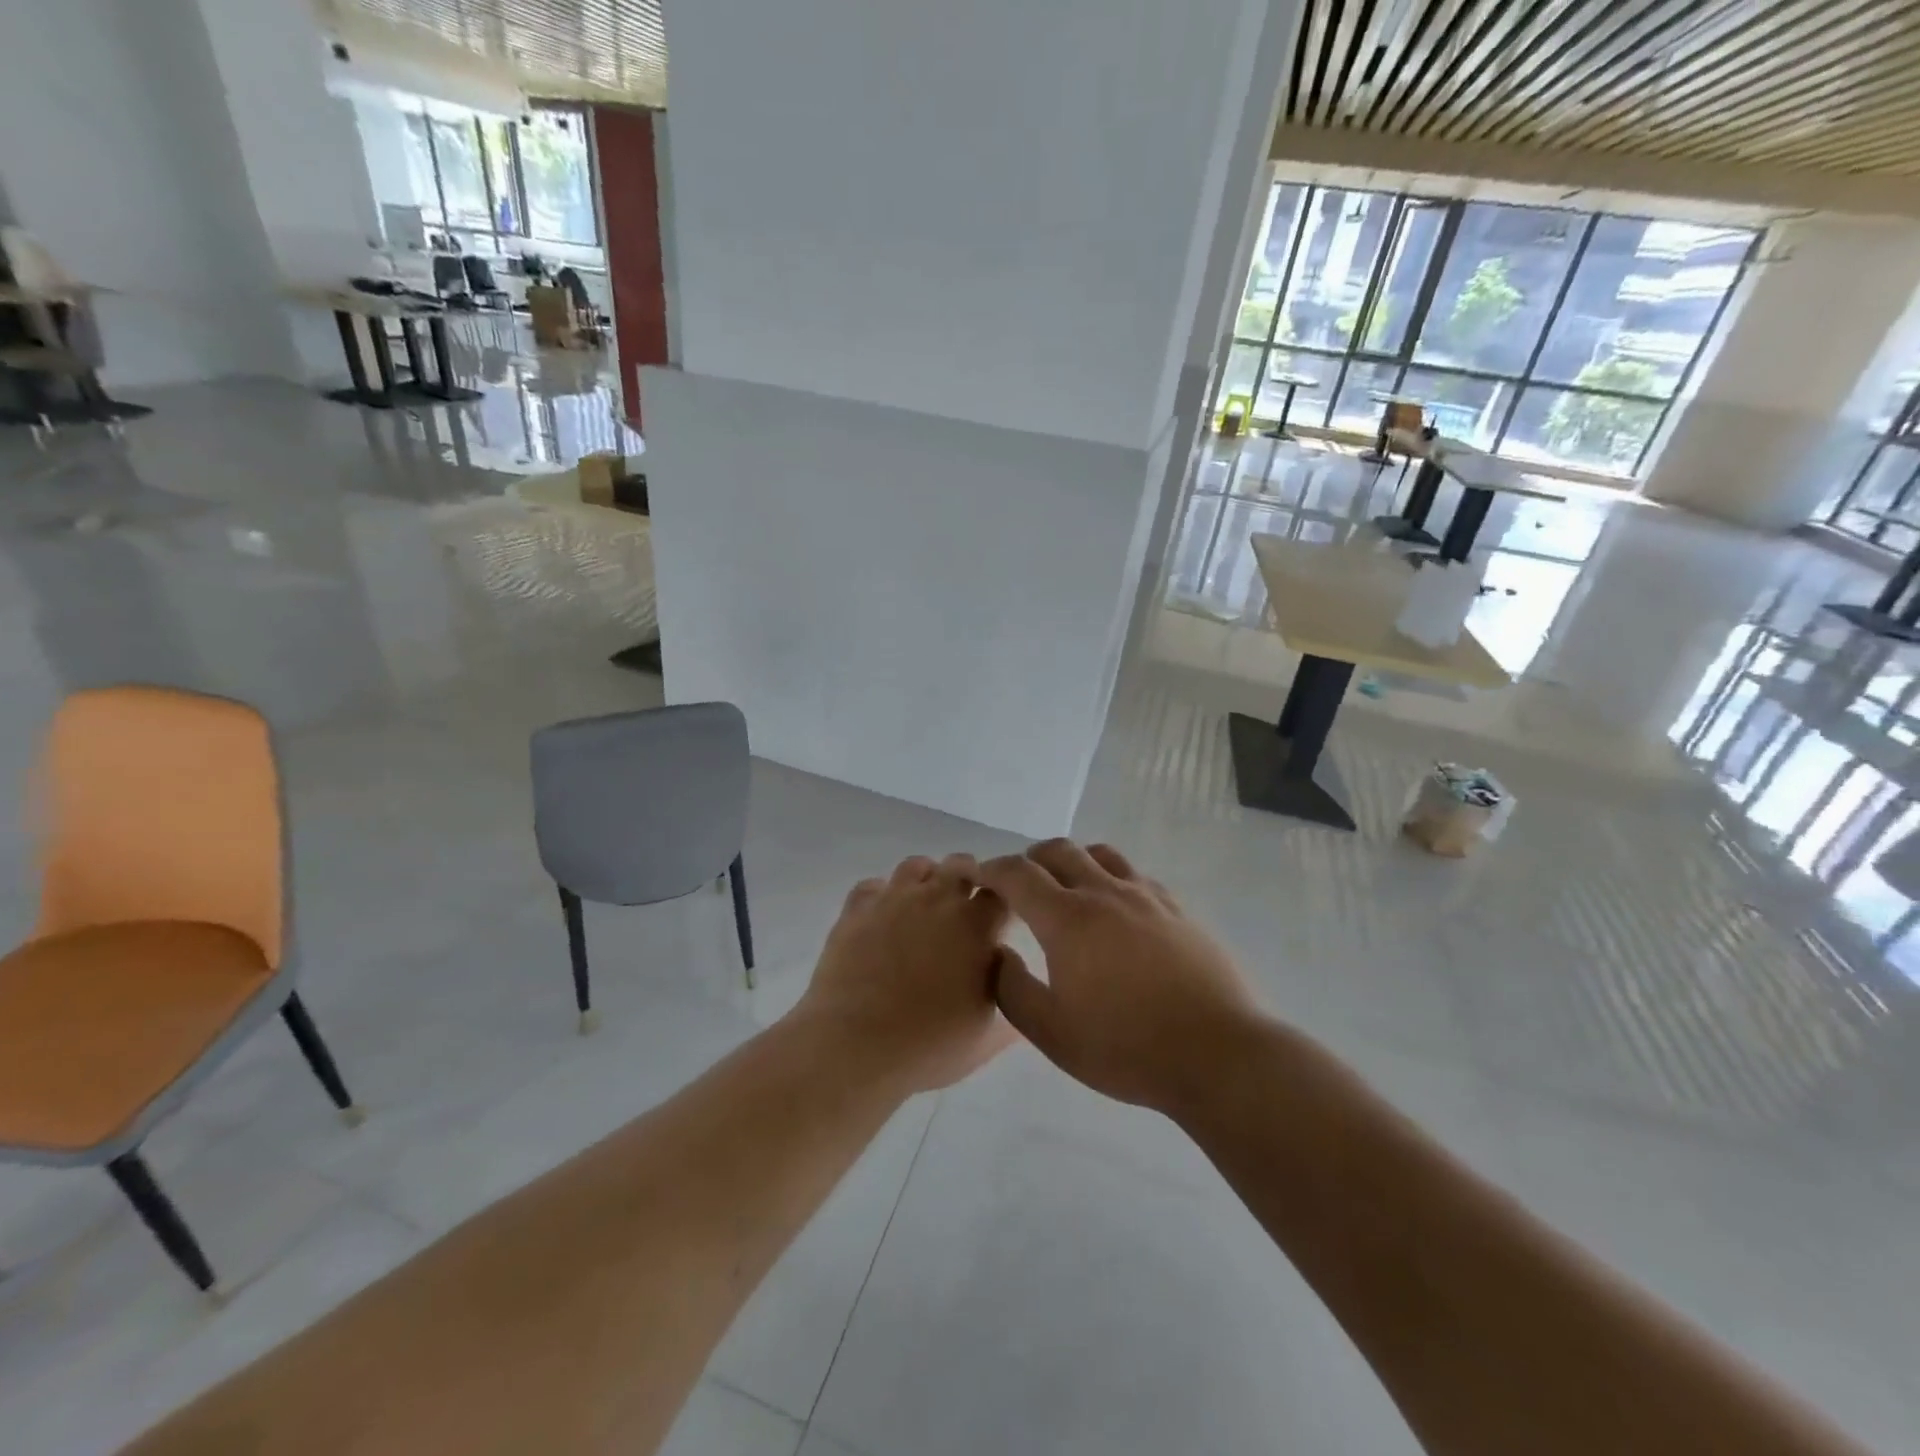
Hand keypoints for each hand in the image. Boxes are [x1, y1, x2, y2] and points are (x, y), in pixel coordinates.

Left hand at [793, 854, 1017, 1093]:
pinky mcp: (856, 910)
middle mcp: (937, 898)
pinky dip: (881, 896)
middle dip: (970, 879)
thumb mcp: (987, 1036)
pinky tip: (882, 919)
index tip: (1001, 920)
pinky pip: (872, 886)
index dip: (1006, 900)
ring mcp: (893, 899)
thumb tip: (1015, 980)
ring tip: (923, 909)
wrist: (855, 1046)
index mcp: (976, 924)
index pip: (1003, 890)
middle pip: (962, 864)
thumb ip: (1010, 999)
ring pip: (916, 865)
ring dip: (926, 880)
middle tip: (964, 912)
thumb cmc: (930, 1044)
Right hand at [971, 840, 1258, 1114]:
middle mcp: (1104, 893)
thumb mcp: (1052, 1033)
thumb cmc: (1126, 1047)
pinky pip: (1135, 874)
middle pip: (1059, 850)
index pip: (1018, 874)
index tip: (979, 878)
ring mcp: (1146, 897)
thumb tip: (999, 955)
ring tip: (1067, 888)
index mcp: (1068, 919)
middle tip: (1019, 885)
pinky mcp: (1177, 909)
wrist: (1217, 1054)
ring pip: (1101, 854)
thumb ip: (1012, 990)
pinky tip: (1116, 908)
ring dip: (1073, 861)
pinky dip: (1111, 877)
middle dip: (1030, 859)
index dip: (992, 870)